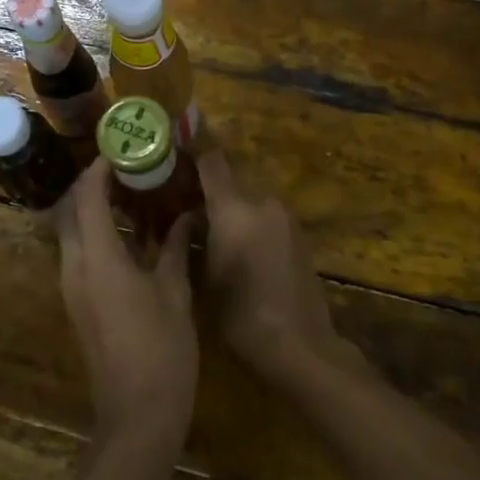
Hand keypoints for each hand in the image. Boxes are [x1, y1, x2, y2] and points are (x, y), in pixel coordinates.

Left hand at [55, 158, 197, 448]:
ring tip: (134, 194)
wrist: (137, 416)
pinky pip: (81, 254)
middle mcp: (75, 266)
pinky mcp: (79, 303)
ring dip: (96, 209)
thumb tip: (187, 213)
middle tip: (129, 169)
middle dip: (94, 185)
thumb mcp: (174, 291)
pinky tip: (133, 235)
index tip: (122, 149)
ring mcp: (73, 287)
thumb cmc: (162, 349)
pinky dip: (99, 234)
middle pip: (72, 210)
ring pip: (74, 232)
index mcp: (97, 258)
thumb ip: (174, 246)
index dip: (100, 168)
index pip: (87, 196)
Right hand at [198, 151, 352, 387]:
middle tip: (181, 198)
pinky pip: (264, 217)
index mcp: (235, 210)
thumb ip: (193, 238)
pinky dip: (247, 222)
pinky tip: (236, 247)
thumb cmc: (242, 317)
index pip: (212, 161)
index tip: (178, 132)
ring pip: (247, 201)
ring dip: (228, 208)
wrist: (301, 347)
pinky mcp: (298, 235)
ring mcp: (285, 218)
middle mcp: (263, 203)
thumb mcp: (203, 279)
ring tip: (206, 227)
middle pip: (230, 181)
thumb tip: (186, 216)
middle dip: (206, 187)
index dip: (194, 143)